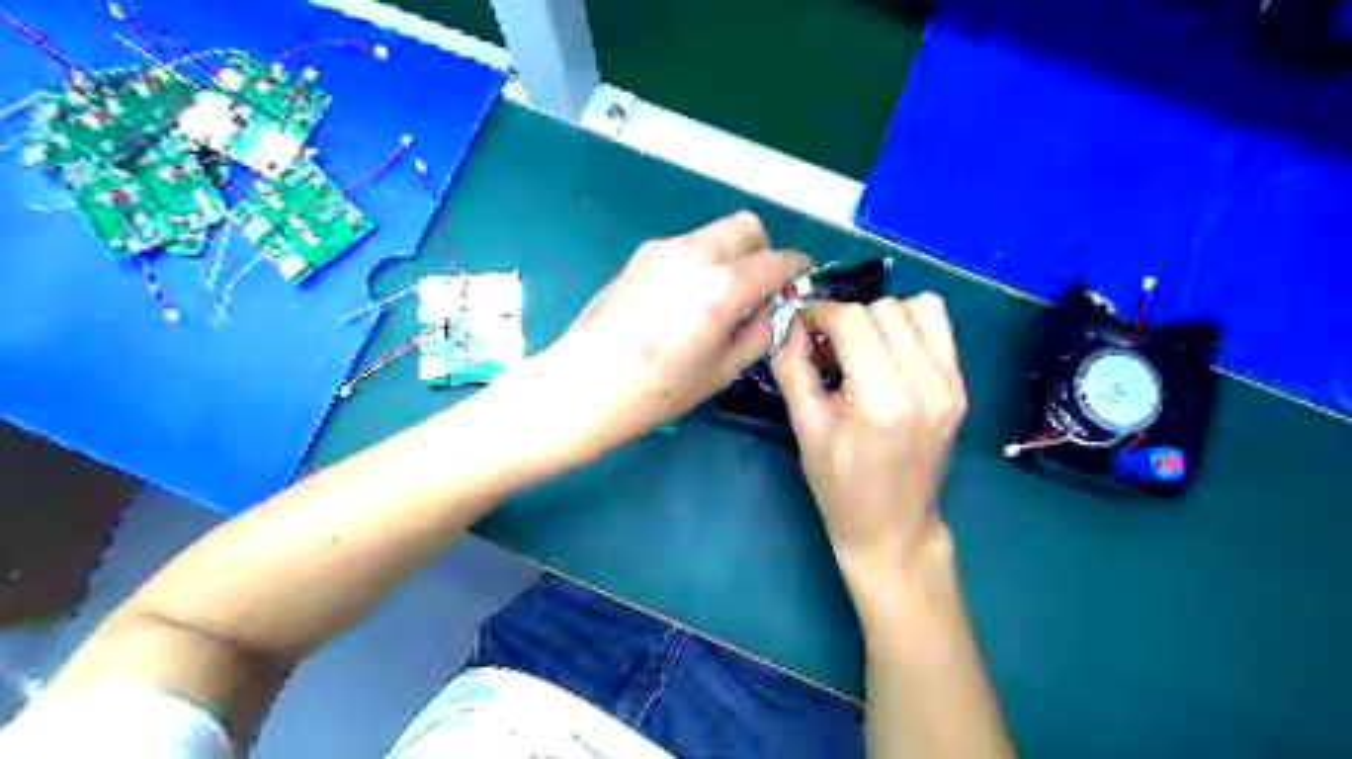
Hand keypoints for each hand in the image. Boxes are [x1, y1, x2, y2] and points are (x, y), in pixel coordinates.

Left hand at [549, 211, 813, 454]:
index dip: (797, 267)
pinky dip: (699, 262)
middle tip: (756, 287)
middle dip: (762, 250)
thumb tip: (767, 308)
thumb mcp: (722, 371)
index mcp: (723, 286)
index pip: (777, 260)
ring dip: (728, 255)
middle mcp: (696, 254)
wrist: (585, 385)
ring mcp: (663, 249)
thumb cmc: (659, 390)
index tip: (800, 278)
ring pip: (713, 234)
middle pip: (746, 226)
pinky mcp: (639, 256)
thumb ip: (757, 333)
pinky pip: (685, 247)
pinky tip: (681, 300)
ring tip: (715, 299)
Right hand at [771, 295, 961, 598]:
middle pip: (884, 308)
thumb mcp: (804, 428)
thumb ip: (793, 367)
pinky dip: (908, 327)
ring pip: (917, 307)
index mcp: (883, 399)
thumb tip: (792, 325)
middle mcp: (927, 383)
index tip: (801, 329)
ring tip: (861, 348)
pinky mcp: (961, 387)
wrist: (893, 529)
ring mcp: (952, 384)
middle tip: (827, 348)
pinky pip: (938, 327)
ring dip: (880, 317)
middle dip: (847, 318)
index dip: (819, 314)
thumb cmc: (840, 486)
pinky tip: (887, 354)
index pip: (852, 320)